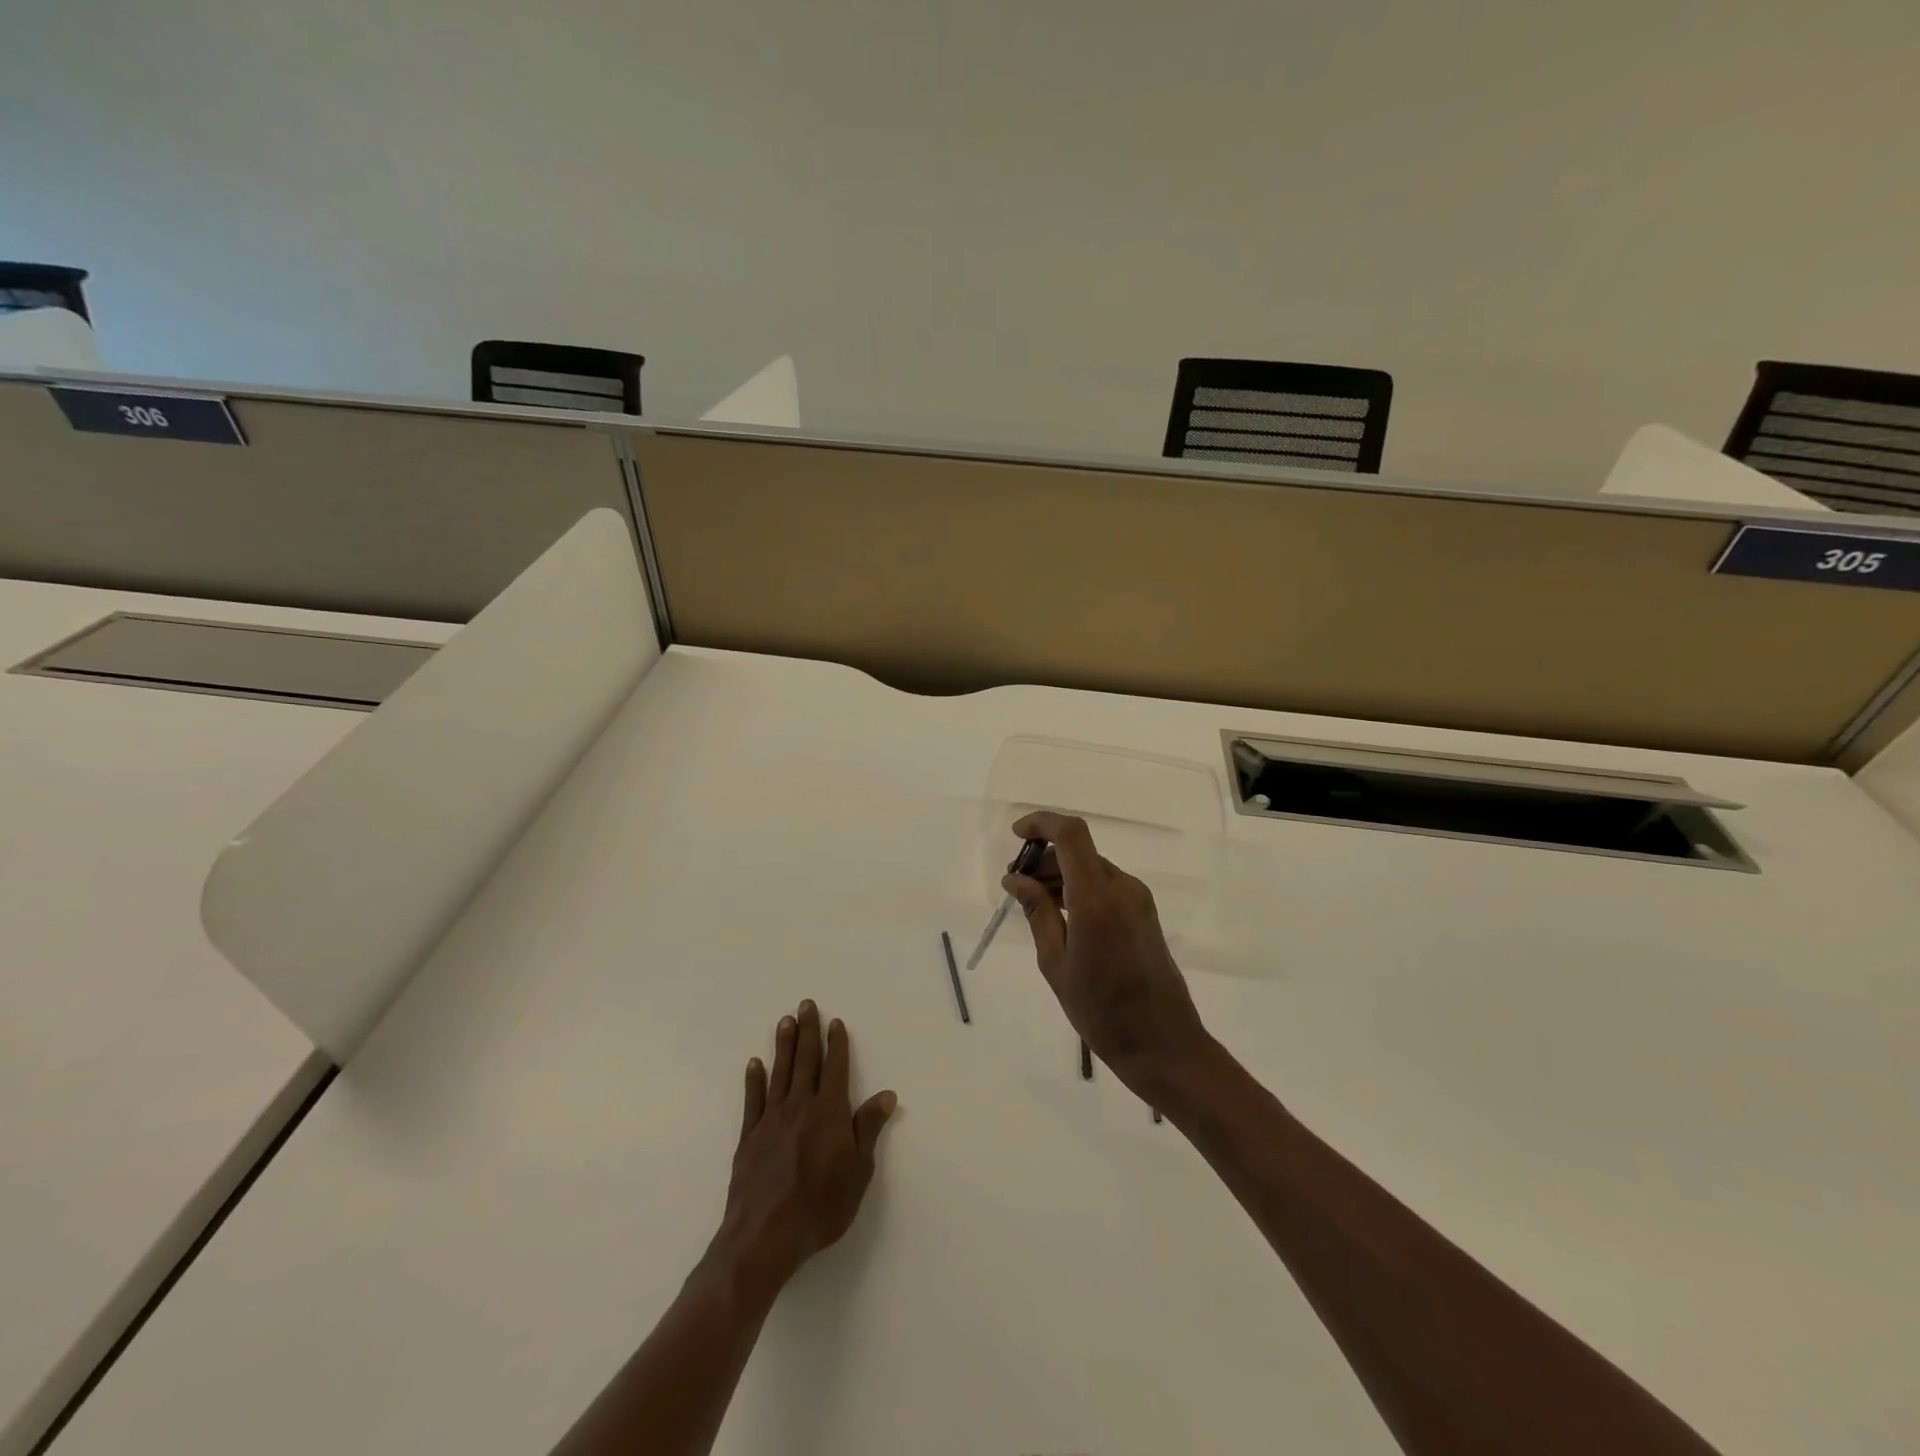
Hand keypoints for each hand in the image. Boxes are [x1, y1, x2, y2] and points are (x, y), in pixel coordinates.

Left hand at [708, 1001, 895, 1295]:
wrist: (764, 1238)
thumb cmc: (820, 1207)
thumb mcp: (858, 1172)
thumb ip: (868, 1129)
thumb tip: (886, 1094)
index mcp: (829, 1113)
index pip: (835, 1069)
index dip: (837, 1044)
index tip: (835, 1022)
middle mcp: (800, 1107)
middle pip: (805, 1062)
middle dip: (808, 1031)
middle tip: (806, 1004)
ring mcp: (771, 1120)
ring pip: (779, 1073)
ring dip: (783, 1046)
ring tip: (784, 1021)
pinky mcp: (749, 1138)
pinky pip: (753, 1101)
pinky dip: (754, 1080)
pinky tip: (754, 1063)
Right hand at [1003, 812, 1213, 1095]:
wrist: (1162, 1044)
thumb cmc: (1100, 1011)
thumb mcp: (1056, 963)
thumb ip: (1037, 913)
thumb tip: (1015, 879)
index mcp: (1097, 899)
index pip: (1071, 834)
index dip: (1042, 823)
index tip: (1016, 834)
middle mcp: (1122, 888)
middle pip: (1078, 851)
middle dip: (1043, 859)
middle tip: (1015, 886)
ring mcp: (1138, 900)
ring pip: (1091, 868)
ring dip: (1060, 875)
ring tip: (1034, 906)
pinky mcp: (1144, 913)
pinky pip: (1105, 886)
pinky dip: (1079, 889)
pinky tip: (1061, 918)